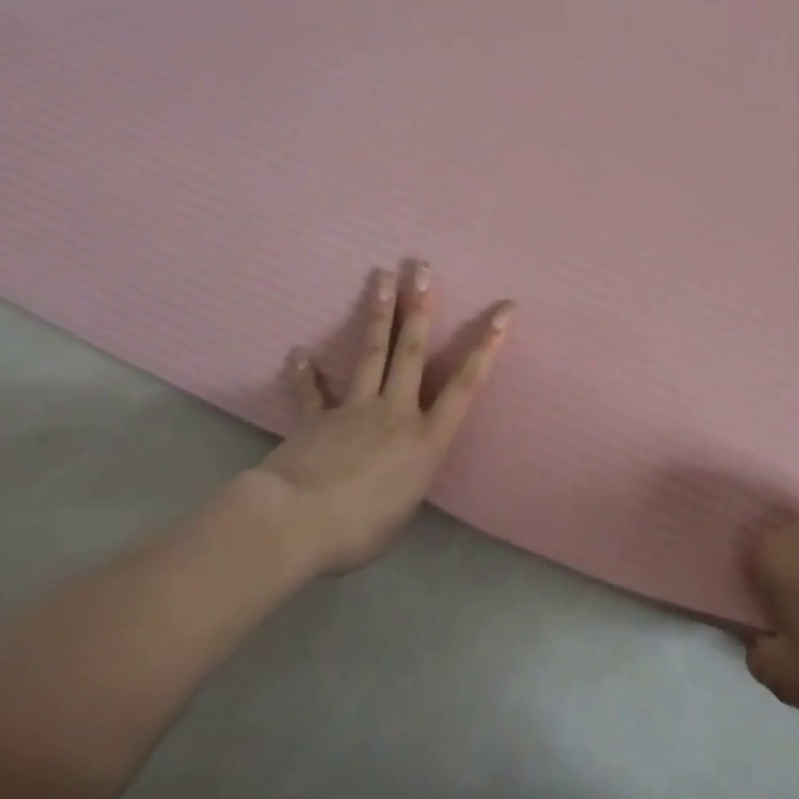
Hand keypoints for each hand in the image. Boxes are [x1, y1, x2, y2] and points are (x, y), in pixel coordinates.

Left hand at [254, 261, 513, 574]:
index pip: (466, 384)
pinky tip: (298, 353)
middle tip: (421, 268)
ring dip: (378, 313)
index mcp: (426, 438)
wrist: (293, 526)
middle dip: (419, 308)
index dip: (488, 345)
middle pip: (411, 351)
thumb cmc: (359, 530)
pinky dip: (305, 375)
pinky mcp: (316, 420)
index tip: (504, 311)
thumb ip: (407, 483)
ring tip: (380, 276)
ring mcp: (354, 410)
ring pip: (371, 354)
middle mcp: (396, 412)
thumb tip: (396, 477)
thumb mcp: (403, 513)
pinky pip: (312, 394)